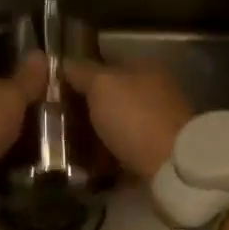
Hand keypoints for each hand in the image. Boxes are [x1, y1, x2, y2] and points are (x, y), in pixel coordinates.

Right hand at [63, 58, 193, 180]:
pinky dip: (108, 158)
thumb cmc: (135, 117)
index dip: (80, 77)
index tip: (55, 94)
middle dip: (85, 111)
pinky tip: (88, 167)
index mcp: (144, 68)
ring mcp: (158, 124)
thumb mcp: (102, 85)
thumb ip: (82, 72)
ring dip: (95, 137)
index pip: (105, 66)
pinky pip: (124, 152)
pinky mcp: (158, 154)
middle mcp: (154, 92)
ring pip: (116, 126)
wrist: (173, 167)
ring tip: (68, 150)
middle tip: (57, 125)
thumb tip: (66, 62)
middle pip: (110, 98)